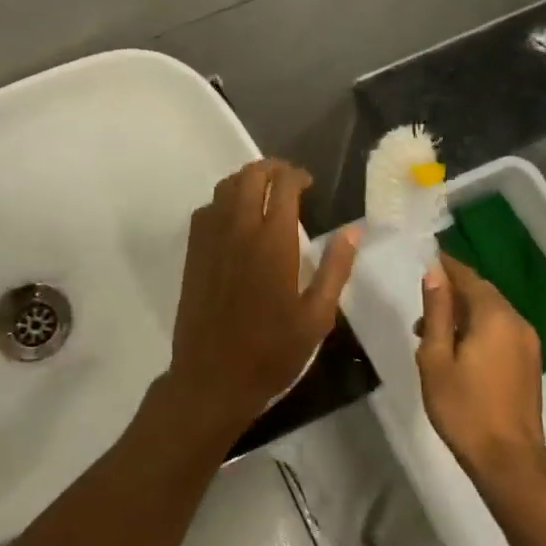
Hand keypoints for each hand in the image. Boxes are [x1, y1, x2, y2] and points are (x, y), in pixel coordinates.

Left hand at [156, 159, 358, 447]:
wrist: (212, 377)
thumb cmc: (272, 351)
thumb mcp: (316, 317)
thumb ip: (335, 269)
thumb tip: (352, 231)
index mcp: (274, 241)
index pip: (284, 185)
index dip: (298, 176)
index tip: (309, 184)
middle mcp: (239, 229)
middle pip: (251, 176)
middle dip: (272, 169)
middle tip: (288, 181)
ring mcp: (211, 238)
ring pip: (225, 187)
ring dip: (247, 180)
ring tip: (264, 192)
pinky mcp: (193, 252)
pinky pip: (207, 209)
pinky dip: (224, 201)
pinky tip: (236, 218)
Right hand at [416, 255, 545, 485]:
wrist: (508, 460)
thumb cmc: (463, 408)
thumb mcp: (436, 357)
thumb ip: (436, 311)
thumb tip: (434, 273)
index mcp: (494, 316)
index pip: (467, 276)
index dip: (445, 266)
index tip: (423, 260)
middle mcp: (517, 321)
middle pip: (482, 292)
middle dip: (452, 292)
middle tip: (421, 304)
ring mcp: (528, 343)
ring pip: (492, 312)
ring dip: (463, 313)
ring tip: (431, 333)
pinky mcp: (529, 362)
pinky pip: (501, 330)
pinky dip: (478, 328)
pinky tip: (457, 348)